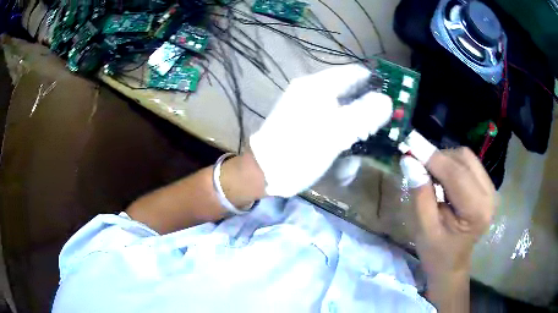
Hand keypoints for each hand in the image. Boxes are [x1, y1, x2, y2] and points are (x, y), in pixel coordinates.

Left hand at [250, 65, 392, 197]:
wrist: (264, 170)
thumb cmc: (299, 151)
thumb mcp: (336, 132)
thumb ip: (364, 114)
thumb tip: (387, 100)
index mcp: (318, 85)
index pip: (355, 73)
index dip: (376, 83)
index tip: (392, 100)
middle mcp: (312, 89)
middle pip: (350, 89)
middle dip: (368, 104)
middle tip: (382, 124)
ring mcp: (307, 104)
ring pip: (342, 104)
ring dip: (357, 118)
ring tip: (368, 136)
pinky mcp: (305, 119)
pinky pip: (332, 116)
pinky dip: (344, 126)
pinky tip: (350, 141)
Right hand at [401, 147, 495, 311]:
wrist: (452, 264)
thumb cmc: (436, 253)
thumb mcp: (424, 229)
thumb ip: (420, 194)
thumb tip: (409, 161)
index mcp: (476, 212)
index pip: (456, 174)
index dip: (432, 157)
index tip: (409, 143)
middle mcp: (489, 196)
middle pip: (464, 159)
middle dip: (438, 157)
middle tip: (417, 163)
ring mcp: (491, 190)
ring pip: (466, 158)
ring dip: (445, 160)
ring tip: (430, 173)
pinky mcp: (487, 187)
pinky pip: (469, 164)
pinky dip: (452, 164)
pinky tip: (442, 177)